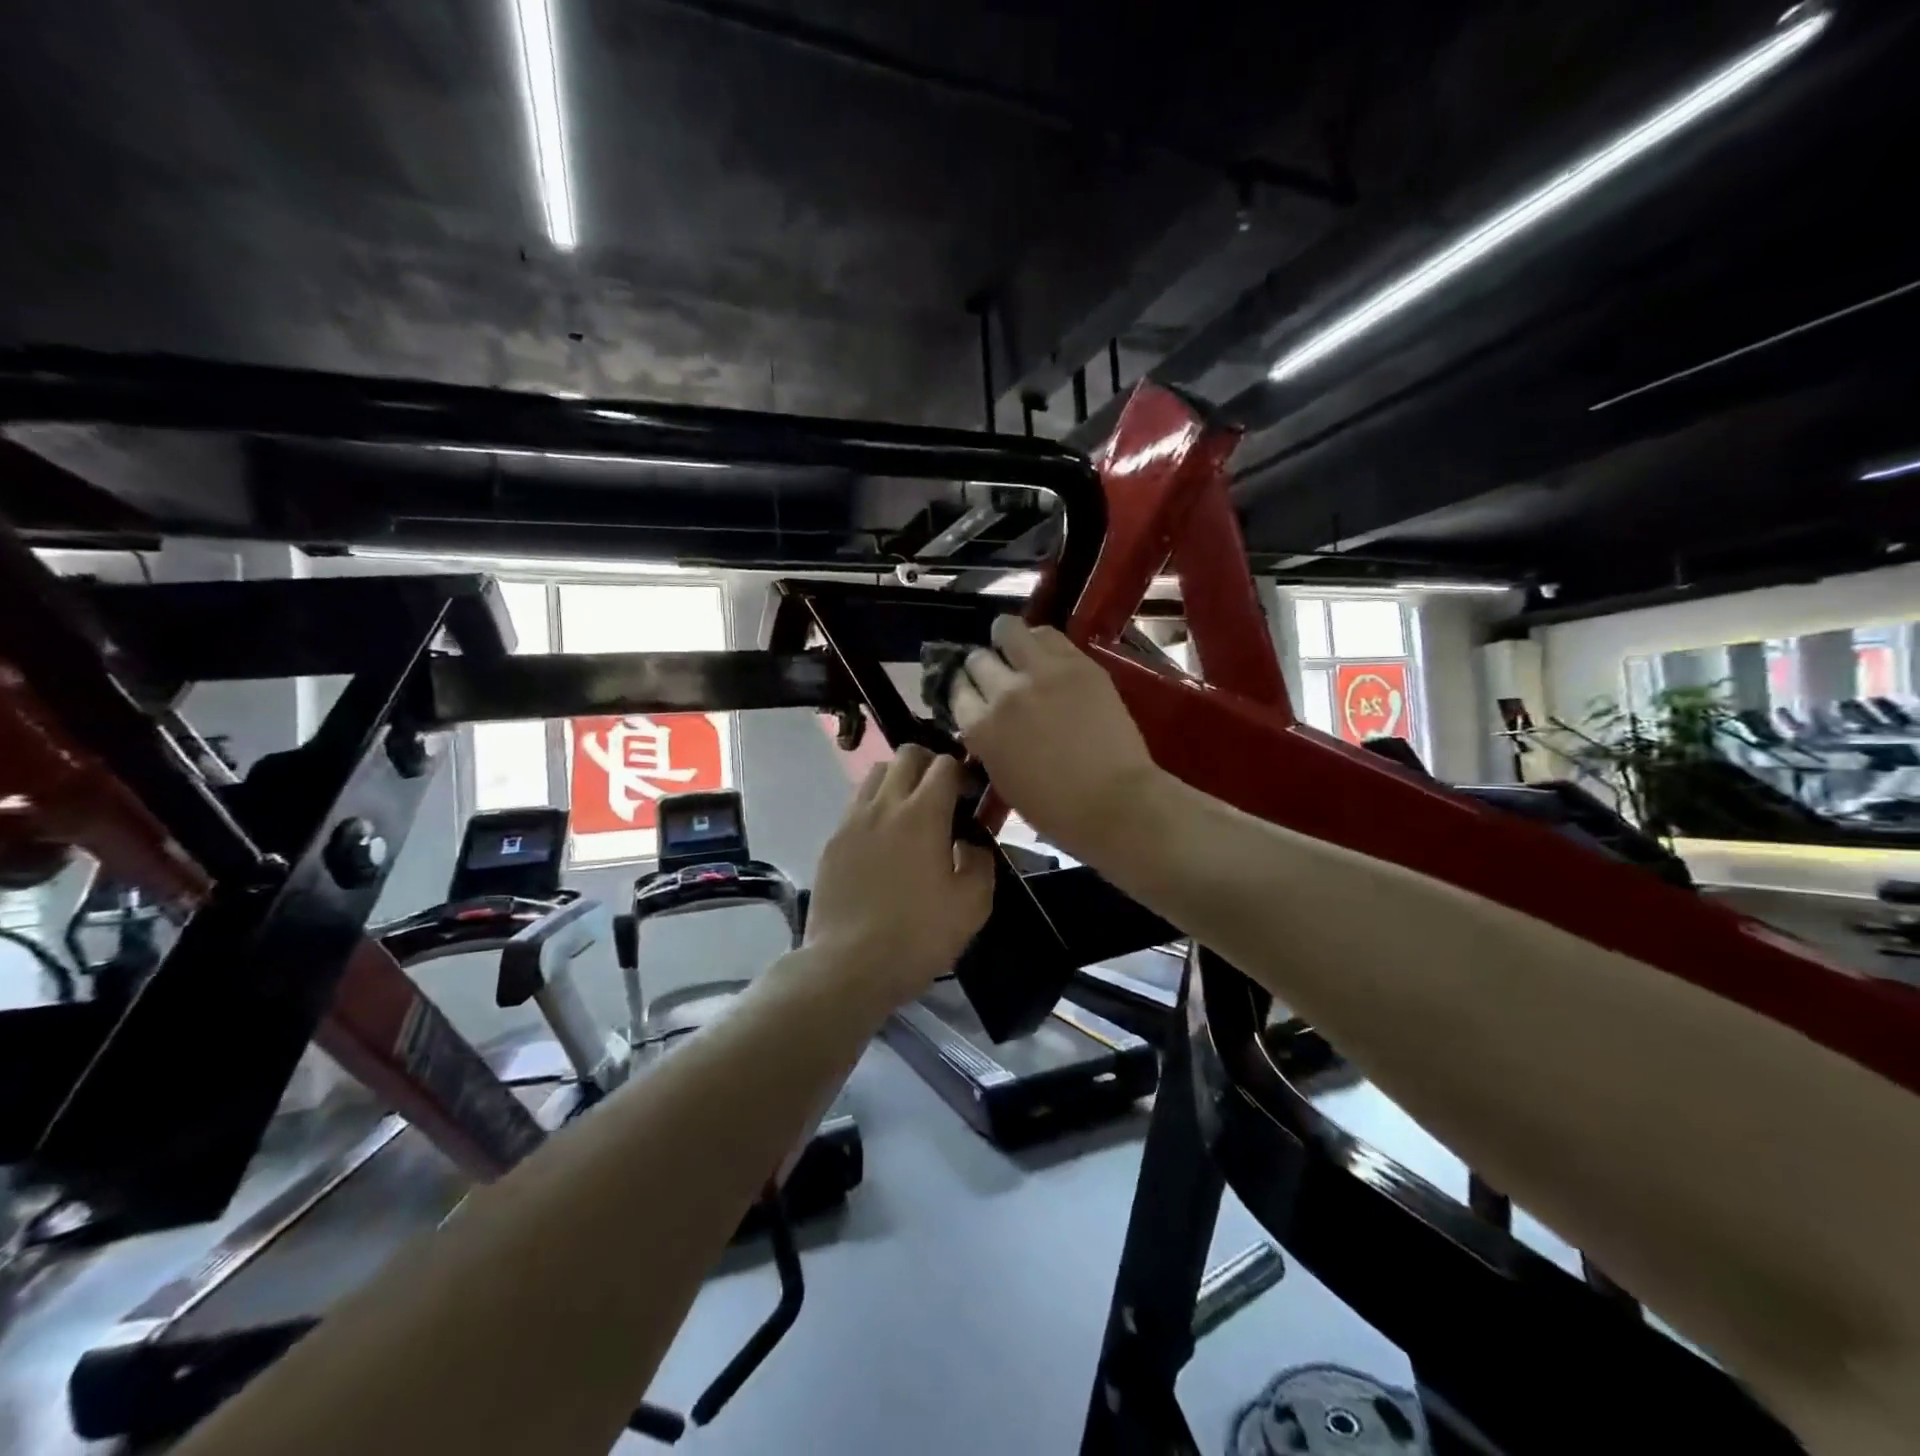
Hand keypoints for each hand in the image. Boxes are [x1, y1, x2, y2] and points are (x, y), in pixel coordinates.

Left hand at [804, 746, 994, 1008]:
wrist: (848, 965)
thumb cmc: (918, 935)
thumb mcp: (973, 905)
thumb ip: (981, 862)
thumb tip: (971, 843)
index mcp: (923, 814)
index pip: (945, 764)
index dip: (964, 773)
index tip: (972, 796)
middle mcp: (884, 805)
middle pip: (906, 755)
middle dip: (929, 765)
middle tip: (943, 797)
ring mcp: (852, 820)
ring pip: (876, 774)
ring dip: (898, 781)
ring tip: (910, 813)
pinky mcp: (832, 841)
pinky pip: (856, 805)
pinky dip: (875, 807)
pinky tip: (883, 841)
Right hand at [947, 617, 1161, 859]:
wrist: (1115, 801)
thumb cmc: (1055, 808)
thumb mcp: (1002, 779)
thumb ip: (987, 742)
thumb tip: (985, 720)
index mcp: (981, 728)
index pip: (956, 690)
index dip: (963, 689)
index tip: (972, 692)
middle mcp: (1003, 693)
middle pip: (978, 659)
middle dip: (983, 666)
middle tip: (996, 674)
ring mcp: (1041, 673)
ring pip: (1008, 631)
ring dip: (1006, 638)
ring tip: (1015, 646)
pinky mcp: (1077, 664)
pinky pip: (1048, 635)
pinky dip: (1039, 639)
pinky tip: (1044, 650)